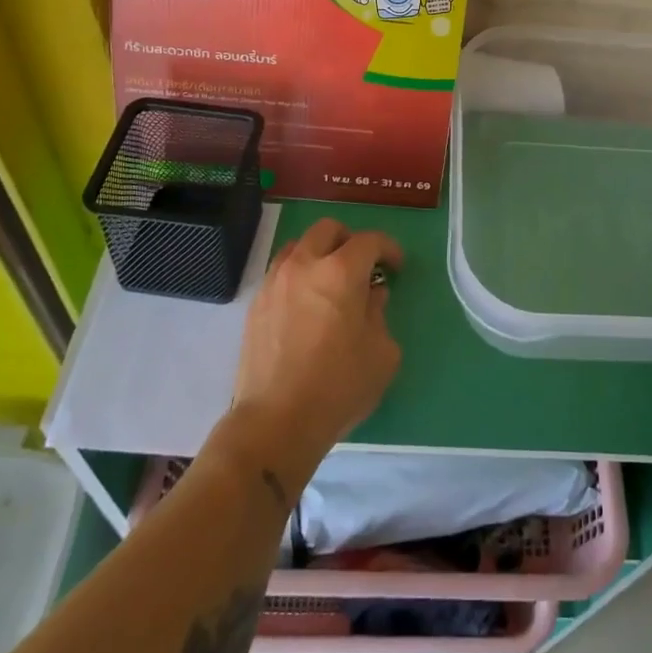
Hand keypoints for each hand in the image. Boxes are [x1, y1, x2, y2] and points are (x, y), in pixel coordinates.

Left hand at [230, 218, 402, 483]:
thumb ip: (380, 314)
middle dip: (350, 240)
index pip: (369, 241)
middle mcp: (305, 265)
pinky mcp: (256, 304)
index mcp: (341, 272)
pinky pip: (280, 272)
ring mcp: (275, 282)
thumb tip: (371, 296)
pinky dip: (298, 275)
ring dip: (319, 254)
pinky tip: (306, 304)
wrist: (275, 422)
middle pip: (328, 229)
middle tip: (361, 265)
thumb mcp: (381, 354)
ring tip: (330, 281)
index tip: (395, 266)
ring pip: (299, 245)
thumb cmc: (338, 387)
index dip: (388, 248)